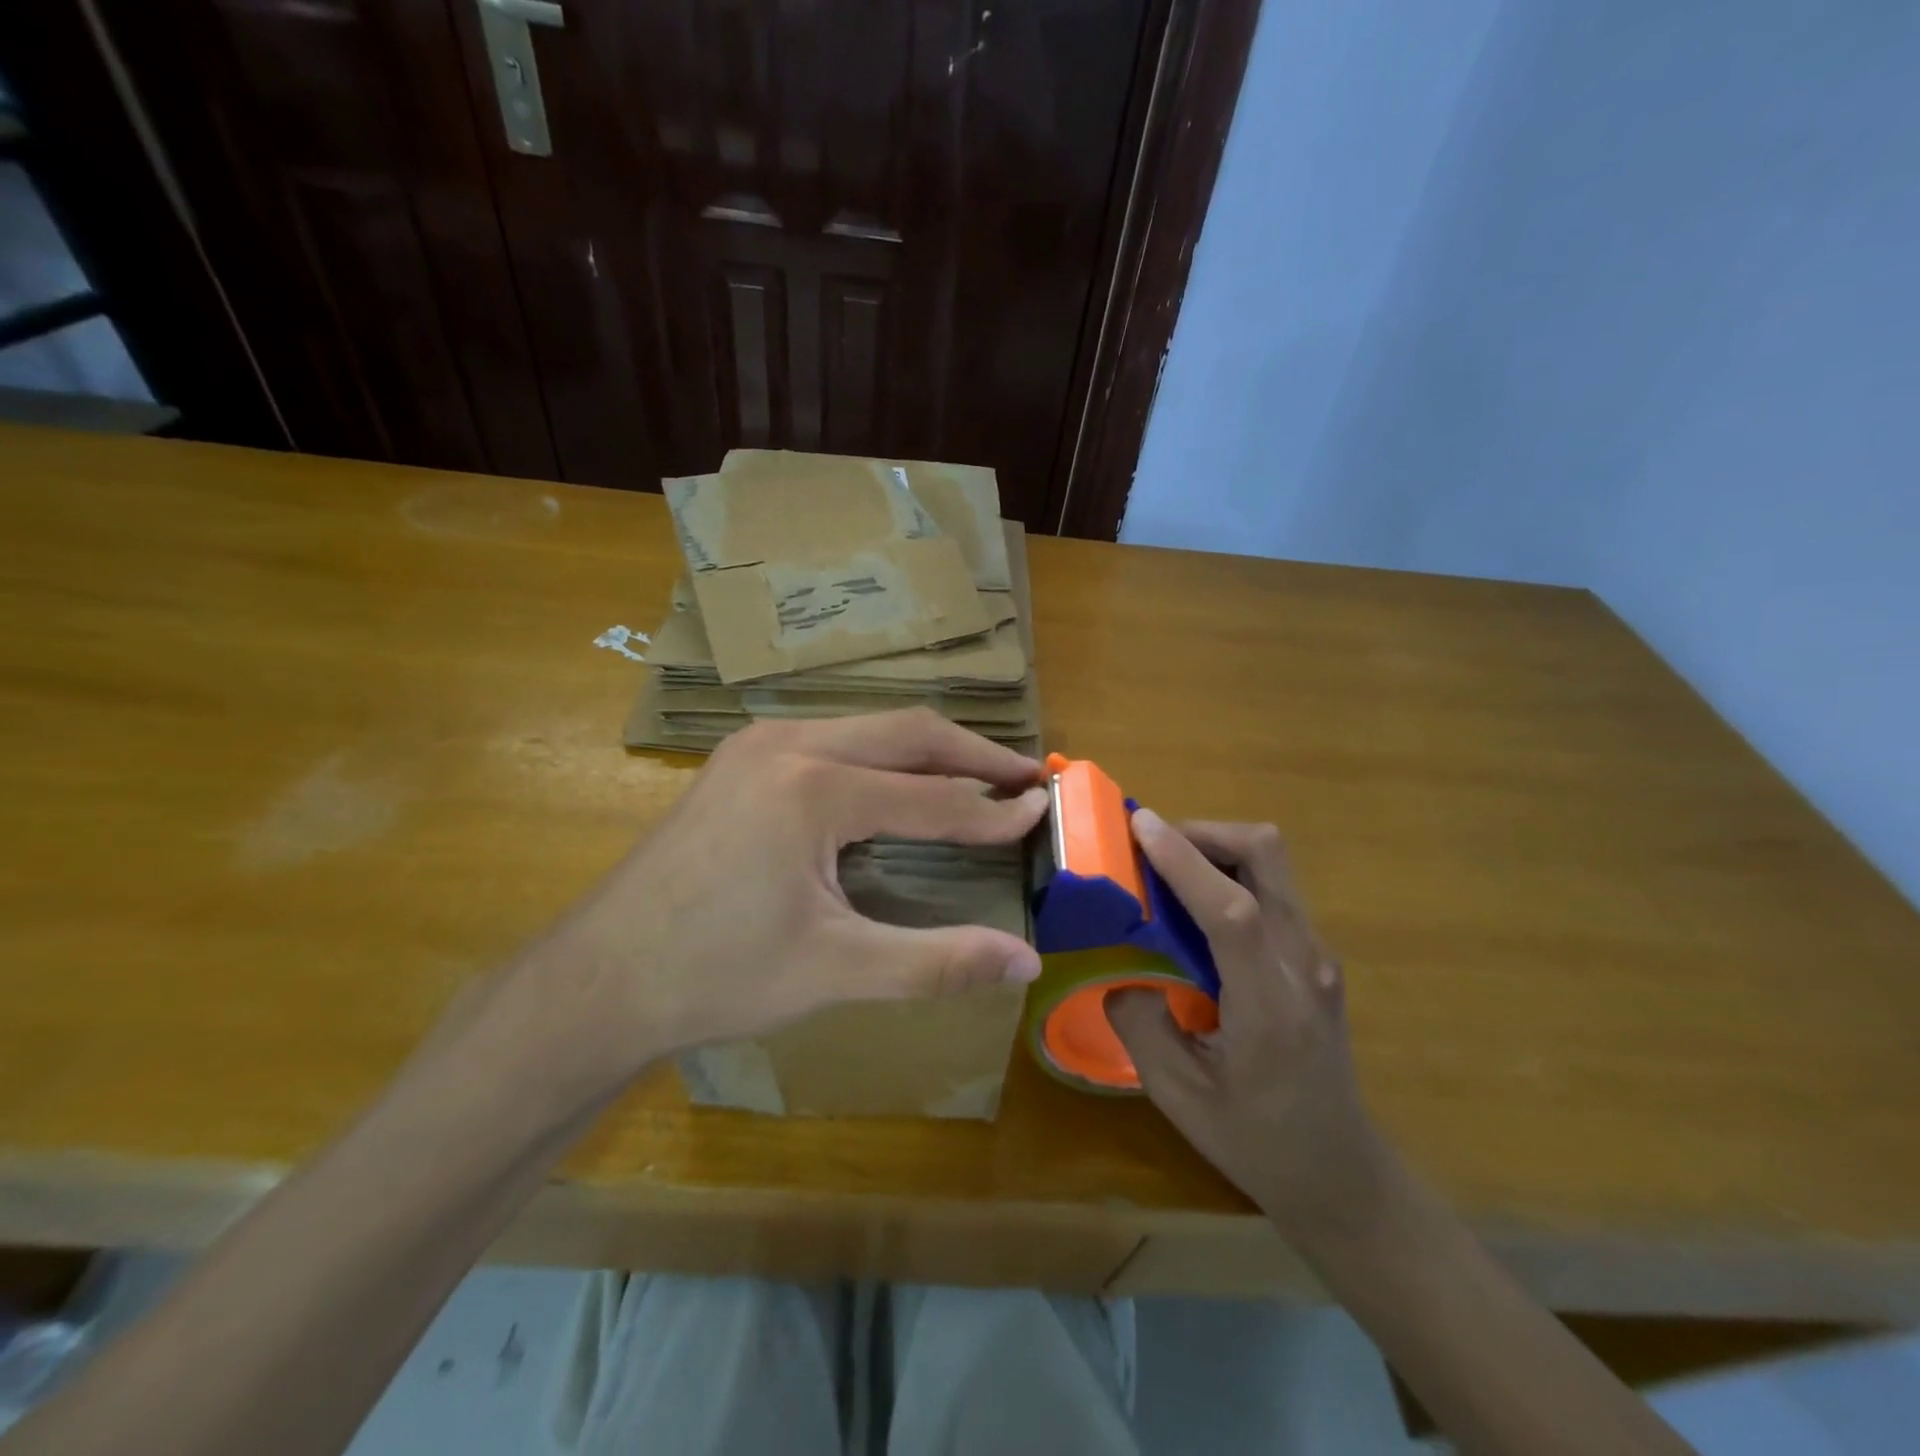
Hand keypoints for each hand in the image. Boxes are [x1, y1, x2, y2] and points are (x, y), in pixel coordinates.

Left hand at [529, 709, 1045, 1085]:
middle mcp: (789, 745)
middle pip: (908, 732)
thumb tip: (1026, 964)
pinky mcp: (741, 759)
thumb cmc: (717, 975)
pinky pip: (833, 739)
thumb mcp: (836, 971)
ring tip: (976, 776)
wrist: (599, 978)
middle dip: (973, 753)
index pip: (933, 797)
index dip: (994, 812)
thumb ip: (938, 961)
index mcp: (815, 789)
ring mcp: (758, 744)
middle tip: (1025, 775)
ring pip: (869, 729)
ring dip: (927, 751)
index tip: (1043, 810)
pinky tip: (897, 786)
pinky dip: (882, 758)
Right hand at [1105, 814, 1397, 1246]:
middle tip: (1151, 845)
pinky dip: (1229, 873)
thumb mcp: (1179, 1096)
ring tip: (1164, 869)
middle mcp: (1305, 964)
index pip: (1234, 910)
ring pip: (1273, 863)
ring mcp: (1317, 955)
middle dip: (1206, 832)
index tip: (1139, 825)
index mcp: (1271, 1006)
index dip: (1185, 860)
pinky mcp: (1315, 954)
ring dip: (1216, 847)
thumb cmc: (1256, 1141)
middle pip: (1269, 856)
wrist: (1339, 1171)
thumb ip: (1140, 1025)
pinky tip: (1194, 906)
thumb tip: (1118, 970)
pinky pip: (1271, 887)